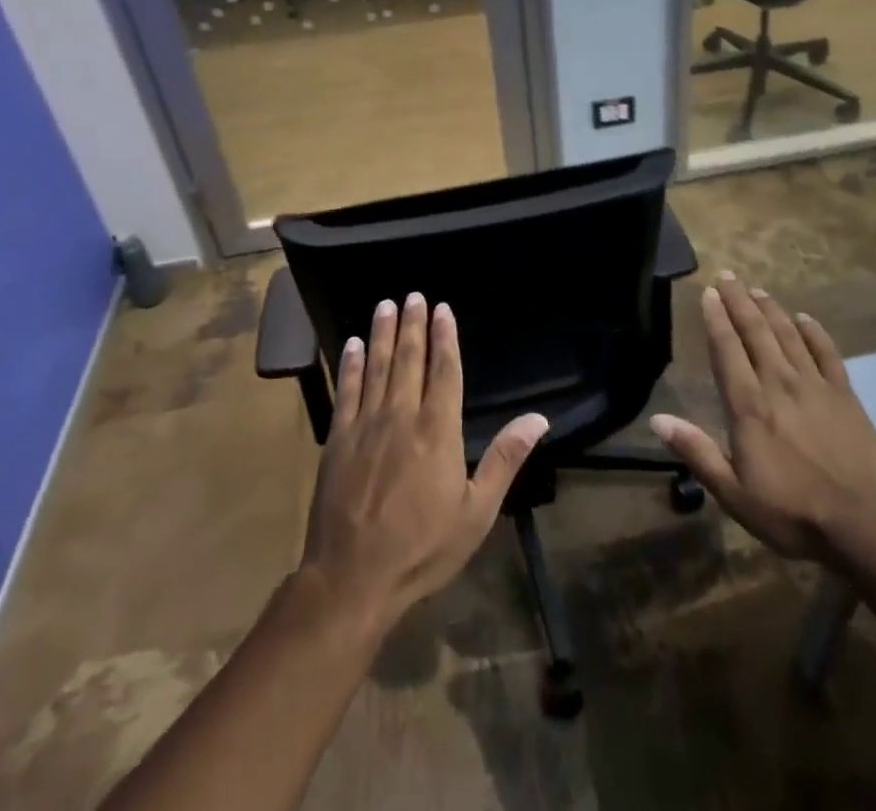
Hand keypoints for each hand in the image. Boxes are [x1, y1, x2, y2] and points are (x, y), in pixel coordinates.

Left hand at [299, 293, 547, 627]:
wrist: (352, 579)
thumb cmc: (422, 548)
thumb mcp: (476, 511)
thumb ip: (505, 459)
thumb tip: (538, 418)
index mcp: (438, 430)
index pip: (444, 370)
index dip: (444, 337)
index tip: (442, 309)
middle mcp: (401, 417)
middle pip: (408, 359)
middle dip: (412, 325)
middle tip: (413, 295)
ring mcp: (365, 426)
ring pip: (376, 367)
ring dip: (382, 333)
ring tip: (385, 305)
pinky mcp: (337, 440)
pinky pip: (346, 391)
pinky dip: (350, 364)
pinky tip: (352, 344)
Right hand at [651, 273, 875, 562]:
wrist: (863, 524)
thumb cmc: (791, 512)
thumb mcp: (733, 492)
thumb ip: (696, 451)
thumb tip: (657, 419)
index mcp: (748, 405)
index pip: (727, 350)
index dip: (716, 319)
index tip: (709, 293)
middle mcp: (778, 383)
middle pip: (756, 332)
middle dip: (740, 302)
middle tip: (728, 276)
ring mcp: (815, 385)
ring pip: (788, 335)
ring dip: (771, 310)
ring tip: (758, 290)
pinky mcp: (845, 395)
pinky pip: (827, 353)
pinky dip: (815, 332)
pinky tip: (805, 318)